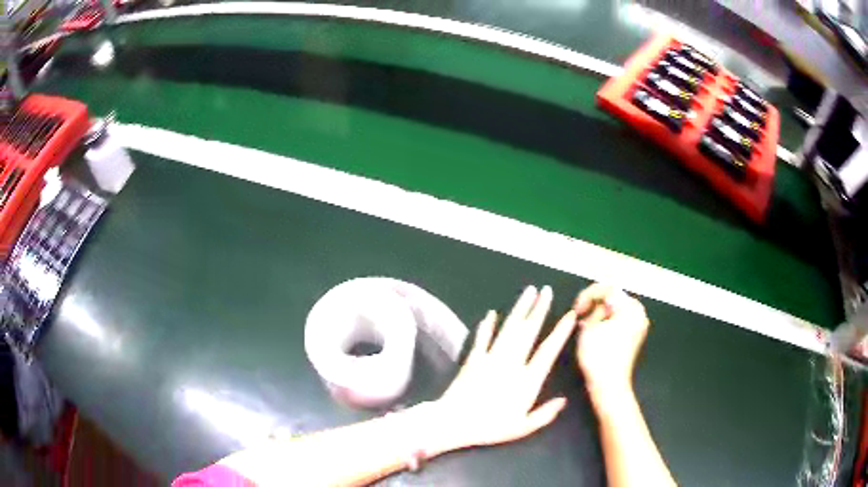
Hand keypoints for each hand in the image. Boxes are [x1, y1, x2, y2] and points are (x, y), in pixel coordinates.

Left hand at [430, 286, 576, 454]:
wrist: (454, 422)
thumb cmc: (490, 427)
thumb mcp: (522, 427)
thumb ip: (545, 414)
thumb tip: (564, 400)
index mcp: (527, 380)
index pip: (548, 351)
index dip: (560, 332)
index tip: (569, 315)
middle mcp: (511, 363)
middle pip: (528, 331)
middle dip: (539, 309)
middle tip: (547, 290)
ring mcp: (491, 358)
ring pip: (508, 329)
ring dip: (519, 309)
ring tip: (529, 291)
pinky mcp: (473, 359)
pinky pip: (482, 338)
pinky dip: (487, 326)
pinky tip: (491, 313)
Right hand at [574, 283, 649, 402]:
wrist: (609, 386)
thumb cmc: (598, 355)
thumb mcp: (590, 326)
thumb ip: (593, 307)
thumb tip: (595, 304)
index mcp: (631, 307)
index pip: (607, 288)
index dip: (588, 295)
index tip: (577, 309)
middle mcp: (639, 313)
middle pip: (613, 298)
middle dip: (594, 306)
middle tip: (580, 318)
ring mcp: (638, 326)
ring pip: (615, 310)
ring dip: (599, 315)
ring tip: (585, 328)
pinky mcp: (634, 337)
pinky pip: (619, 321)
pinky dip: (606, 323)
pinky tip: (594, 334)